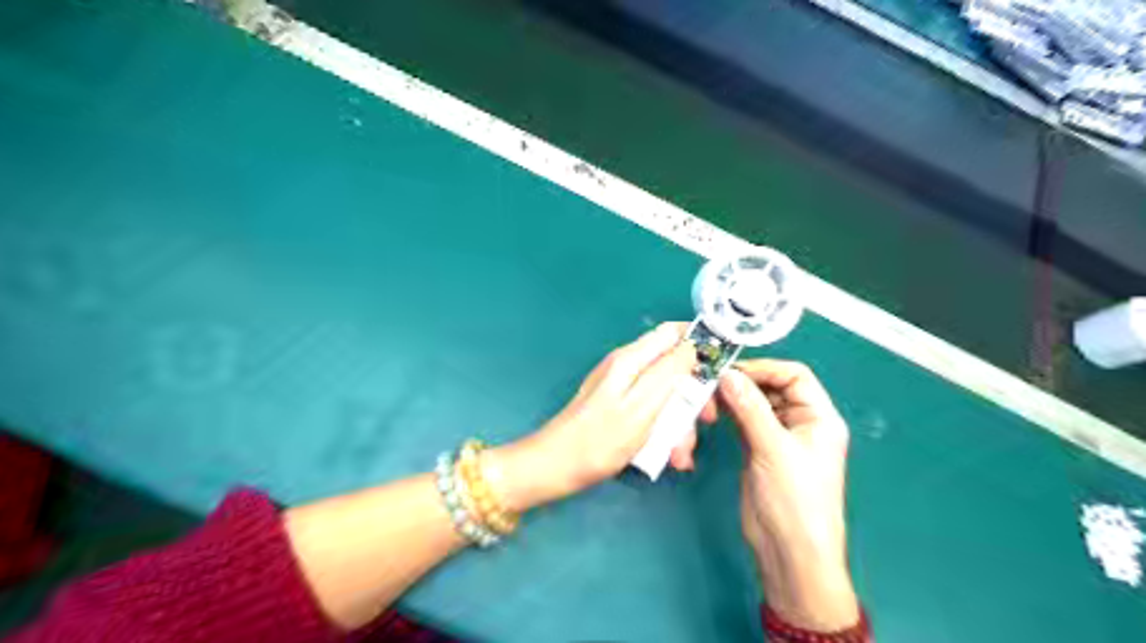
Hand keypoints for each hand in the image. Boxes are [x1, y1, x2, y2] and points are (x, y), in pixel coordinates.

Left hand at [485, 322, 694, 511]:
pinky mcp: (619, 406)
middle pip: (673, 367)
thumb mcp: (641, 407)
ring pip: (665, 394)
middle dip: (693, 395)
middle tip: (704, 422)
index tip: (721, 368)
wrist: (555, 468)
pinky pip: (651, 410)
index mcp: (631, 359)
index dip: (700, 343)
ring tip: (680, 455)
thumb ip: (668, 373)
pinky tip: (667, 455)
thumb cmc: (599, 441)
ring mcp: (622, 387)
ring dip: (679, 421)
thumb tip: (692, 346)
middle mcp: (627, 366)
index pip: (673, 332)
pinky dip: (663, 429)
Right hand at [720, 358, 852, 630]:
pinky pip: (744, 421)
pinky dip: (729, 414)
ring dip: (734, 398)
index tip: (733, 370)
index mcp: (819, 417)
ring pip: (755, 404)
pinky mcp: (758, 450)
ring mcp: (777, 436)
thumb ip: (750, 409)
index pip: (795, 376)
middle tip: (714, 382)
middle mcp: (800, 422)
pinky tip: (712, 411)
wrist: (789, 552)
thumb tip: (727, 375)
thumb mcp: (774, 450)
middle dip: (745, 382)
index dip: (765, 368)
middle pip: (772, 387)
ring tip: (709, 397)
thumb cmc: (795, 500)